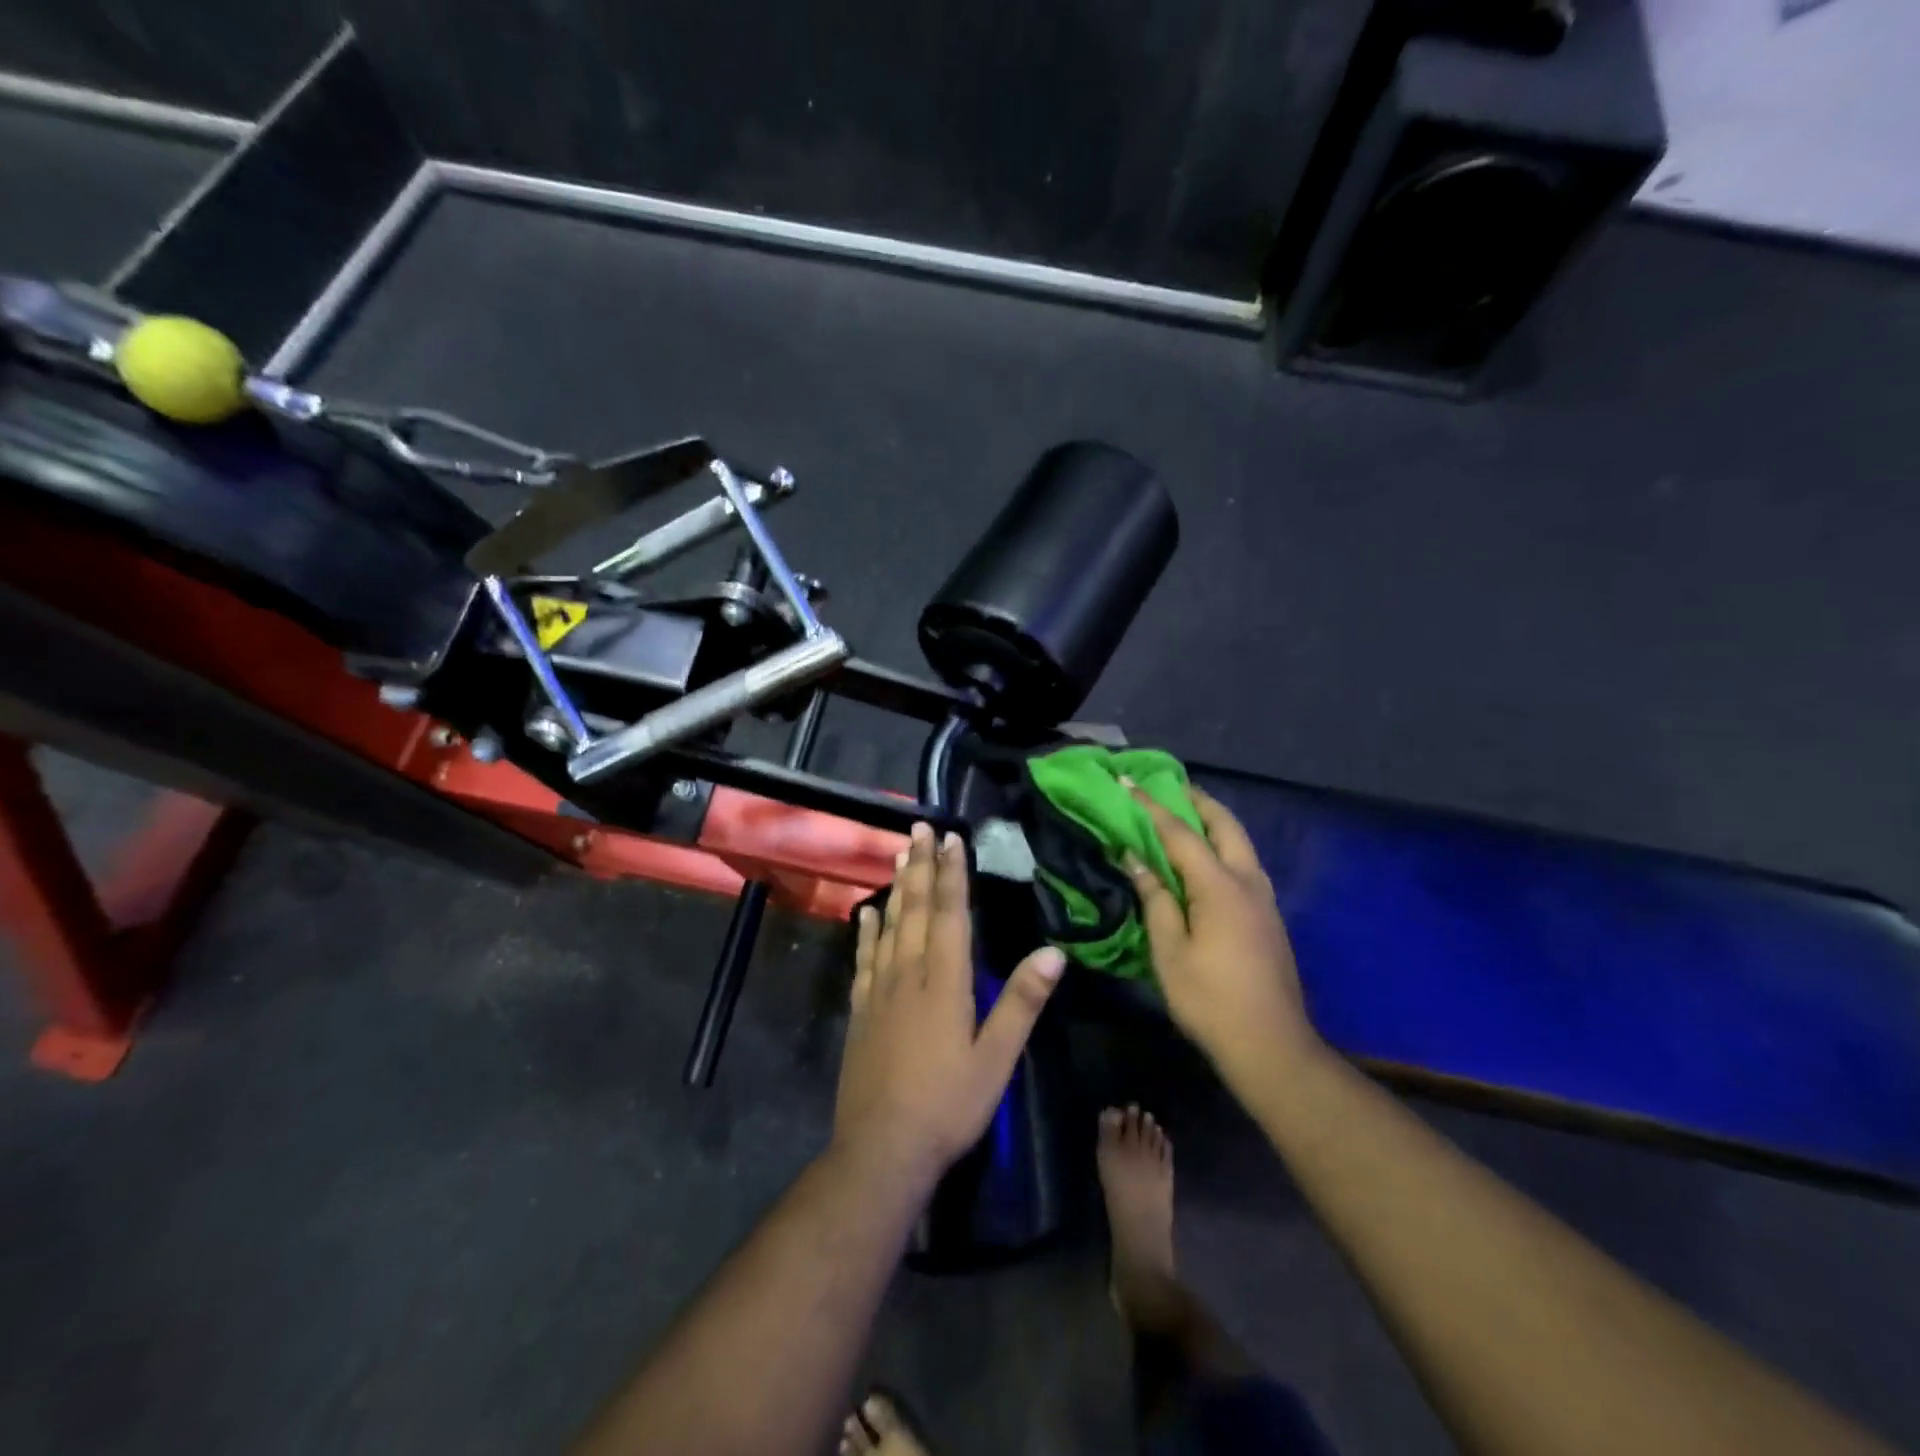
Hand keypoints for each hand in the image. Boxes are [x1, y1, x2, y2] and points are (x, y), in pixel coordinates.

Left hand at [834, 821, 1065, 1187]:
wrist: (882, 1149)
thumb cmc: (948, 1104)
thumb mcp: (997, 1058)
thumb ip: (1022, 1002)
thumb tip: (1054, 951)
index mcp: (945, 982)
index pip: (950, 915)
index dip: (952, 874)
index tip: (952, 838)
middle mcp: (909, 974)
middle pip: (915, 909)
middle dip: (920, 865)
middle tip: (919, 828)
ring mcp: (879, 991)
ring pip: (889, 925)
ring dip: (896, 887)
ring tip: (898, 853)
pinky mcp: (860, 1010)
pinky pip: (864, 958)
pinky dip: (867, 930)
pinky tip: (867, 912)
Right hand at [1125, 784, 1323, 1091]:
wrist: (1270, 1045)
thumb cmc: (1209, 999)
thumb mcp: (1169, 951)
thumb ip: (1155, 899)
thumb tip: (1136, 859)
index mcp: (1220, 887)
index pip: (1180, 834)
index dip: (1151, 807)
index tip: (1128, 783)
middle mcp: (1247, 881)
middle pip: (1224, 825)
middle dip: (1196, 800)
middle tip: (1168, 787)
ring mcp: (1263, 898)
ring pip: (1240, 842)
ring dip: (1213, 822)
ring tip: (1184, 814)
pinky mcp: (1268, 916)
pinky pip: (1243, 862)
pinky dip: (1222, 845)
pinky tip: (1204, 858)